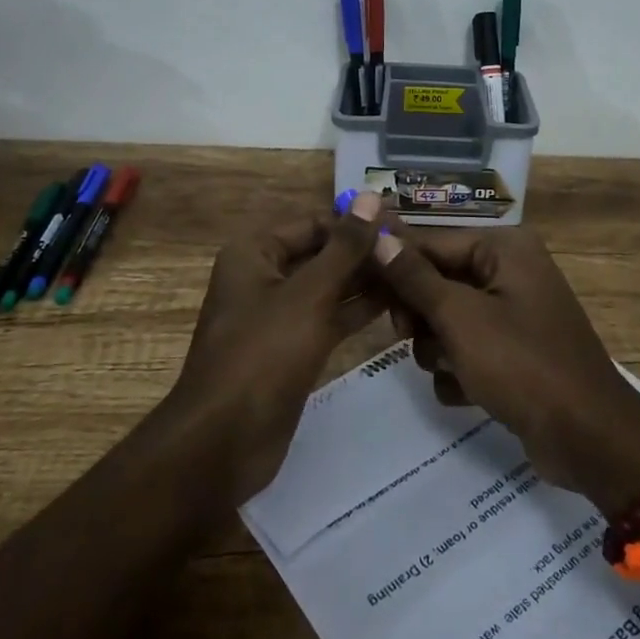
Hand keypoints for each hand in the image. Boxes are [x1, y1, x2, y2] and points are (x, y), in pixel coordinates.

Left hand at [168, 192, 385, 503]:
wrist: (224, 442)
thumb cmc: (263, 354)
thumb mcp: (309, 294)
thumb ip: (345, 247)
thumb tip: (370, 196)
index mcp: (255, 253)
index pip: (314, 223)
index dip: (356, 224)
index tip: (402, 226)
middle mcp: (264, 277)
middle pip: (322, 254)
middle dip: (364, 254)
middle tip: (416, 252)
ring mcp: (277, 316)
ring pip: (328, 288)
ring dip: (366, 282)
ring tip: (415, 275)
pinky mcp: (291, 350)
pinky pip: (328, 319)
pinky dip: (357, 311)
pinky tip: (396, 304)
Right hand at [373, 227, 639, 514]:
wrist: (588, 438)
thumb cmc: (522, 364)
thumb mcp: (461, 319)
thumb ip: (415, 278)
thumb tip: (377, 237)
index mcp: (504, 249)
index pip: (432, 242)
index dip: (393, 262)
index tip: (355, 282)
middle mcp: (510, 272)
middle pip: (438, 281)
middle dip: (421, 315)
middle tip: (406, 336)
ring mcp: (513, 314)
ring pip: (448, 319)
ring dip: (438, 348)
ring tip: (449, 369)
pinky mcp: (514, 353)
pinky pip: (467, 349)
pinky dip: (460, 371)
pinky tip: (468, 392)